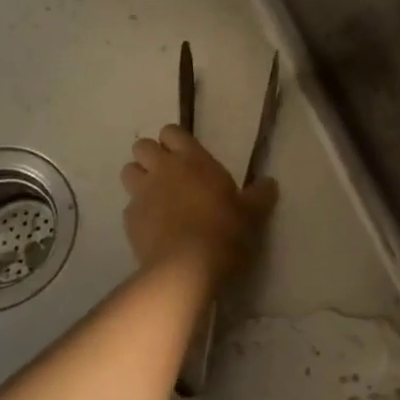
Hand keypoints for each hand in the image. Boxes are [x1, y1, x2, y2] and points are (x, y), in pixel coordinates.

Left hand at [121, 125, 277, 283]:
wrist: (185, 268)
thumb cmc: (223, 232)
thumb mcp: (251, 214)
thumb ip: (259, 195)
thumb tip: (270, 182)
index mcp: (192, 160)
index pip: (172, 131)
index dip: (175, 140)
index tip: (186, 155)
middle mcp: (163, 169)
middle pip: (142, 146)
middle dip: (151, 155)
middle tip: (169, 174)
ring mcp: (142, 193)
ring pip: (128, 171)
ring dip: (139, 178)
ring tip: (156, 196)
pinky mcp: (129, 220)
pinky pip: (129, 206)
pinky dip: (139, 211)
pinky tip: (153, 227)